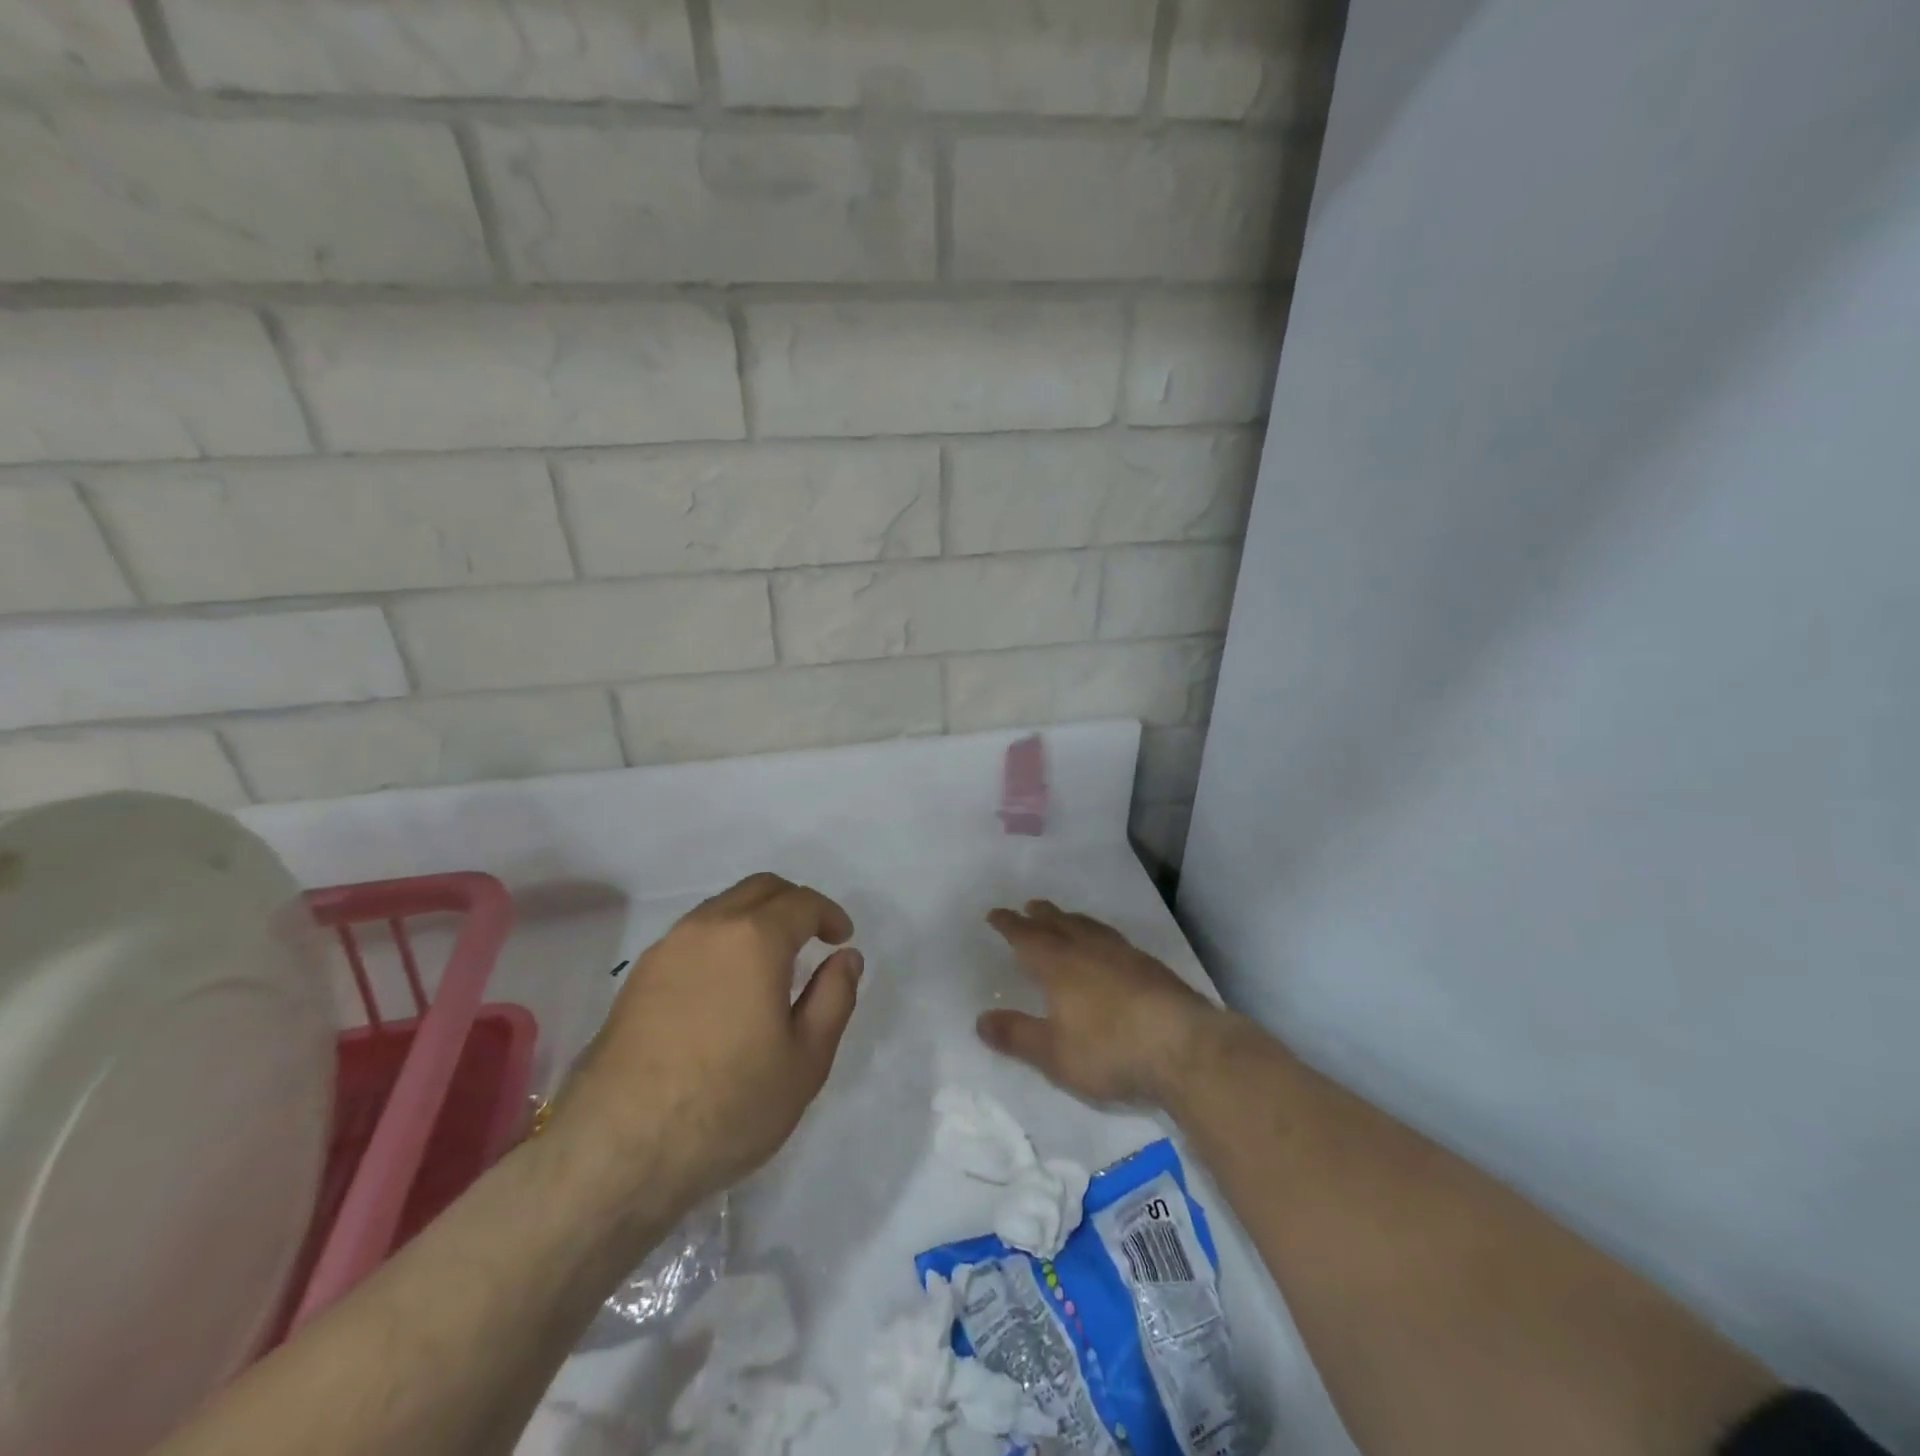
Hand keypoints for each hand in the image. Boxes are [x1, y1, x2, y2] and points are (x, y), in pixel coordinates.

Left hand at [551, 873, 862, 1209]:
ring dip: (755, 919)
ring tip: (772, 962)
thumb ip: (834, 998)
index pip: (801, 902)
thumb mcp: (806, 1060)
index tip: (842, 939)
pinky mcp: (637, 978)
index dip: (829, 914)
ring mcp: (666, 949)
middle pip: (759, 889)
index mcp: (754, 938)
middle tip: (814, 937)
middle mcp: (707, 927)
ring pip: (721, 908)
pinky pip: (692, 936)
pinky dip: (722, 940)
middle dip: (794, 903)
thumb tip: (846, 957)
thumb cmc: (727, 1104)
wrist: (616, 1150)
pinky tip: (728, 985)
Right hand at [977, 900, 1225, 1105]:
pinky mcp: (1152, 967)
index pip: (1027, 937)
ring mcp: (1124, 955)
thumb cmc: (1109, 1050)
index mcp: (1059, 965)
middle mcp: (1089, 950)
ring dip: (1073, 920)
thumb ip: (1017, 1035)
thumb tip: (981, 1019)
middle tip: (1030, 906)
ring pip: (1091, 927)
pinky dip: (1101, 935)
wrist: (1183, 1047)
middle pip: (1060, 923)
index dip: (1009, 925)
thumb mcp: (1053, 1053)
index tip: (995, 914)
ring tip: (1066, 918)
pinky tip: (1109, 948)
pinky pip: (1115, 940)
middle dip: (1041, 915)